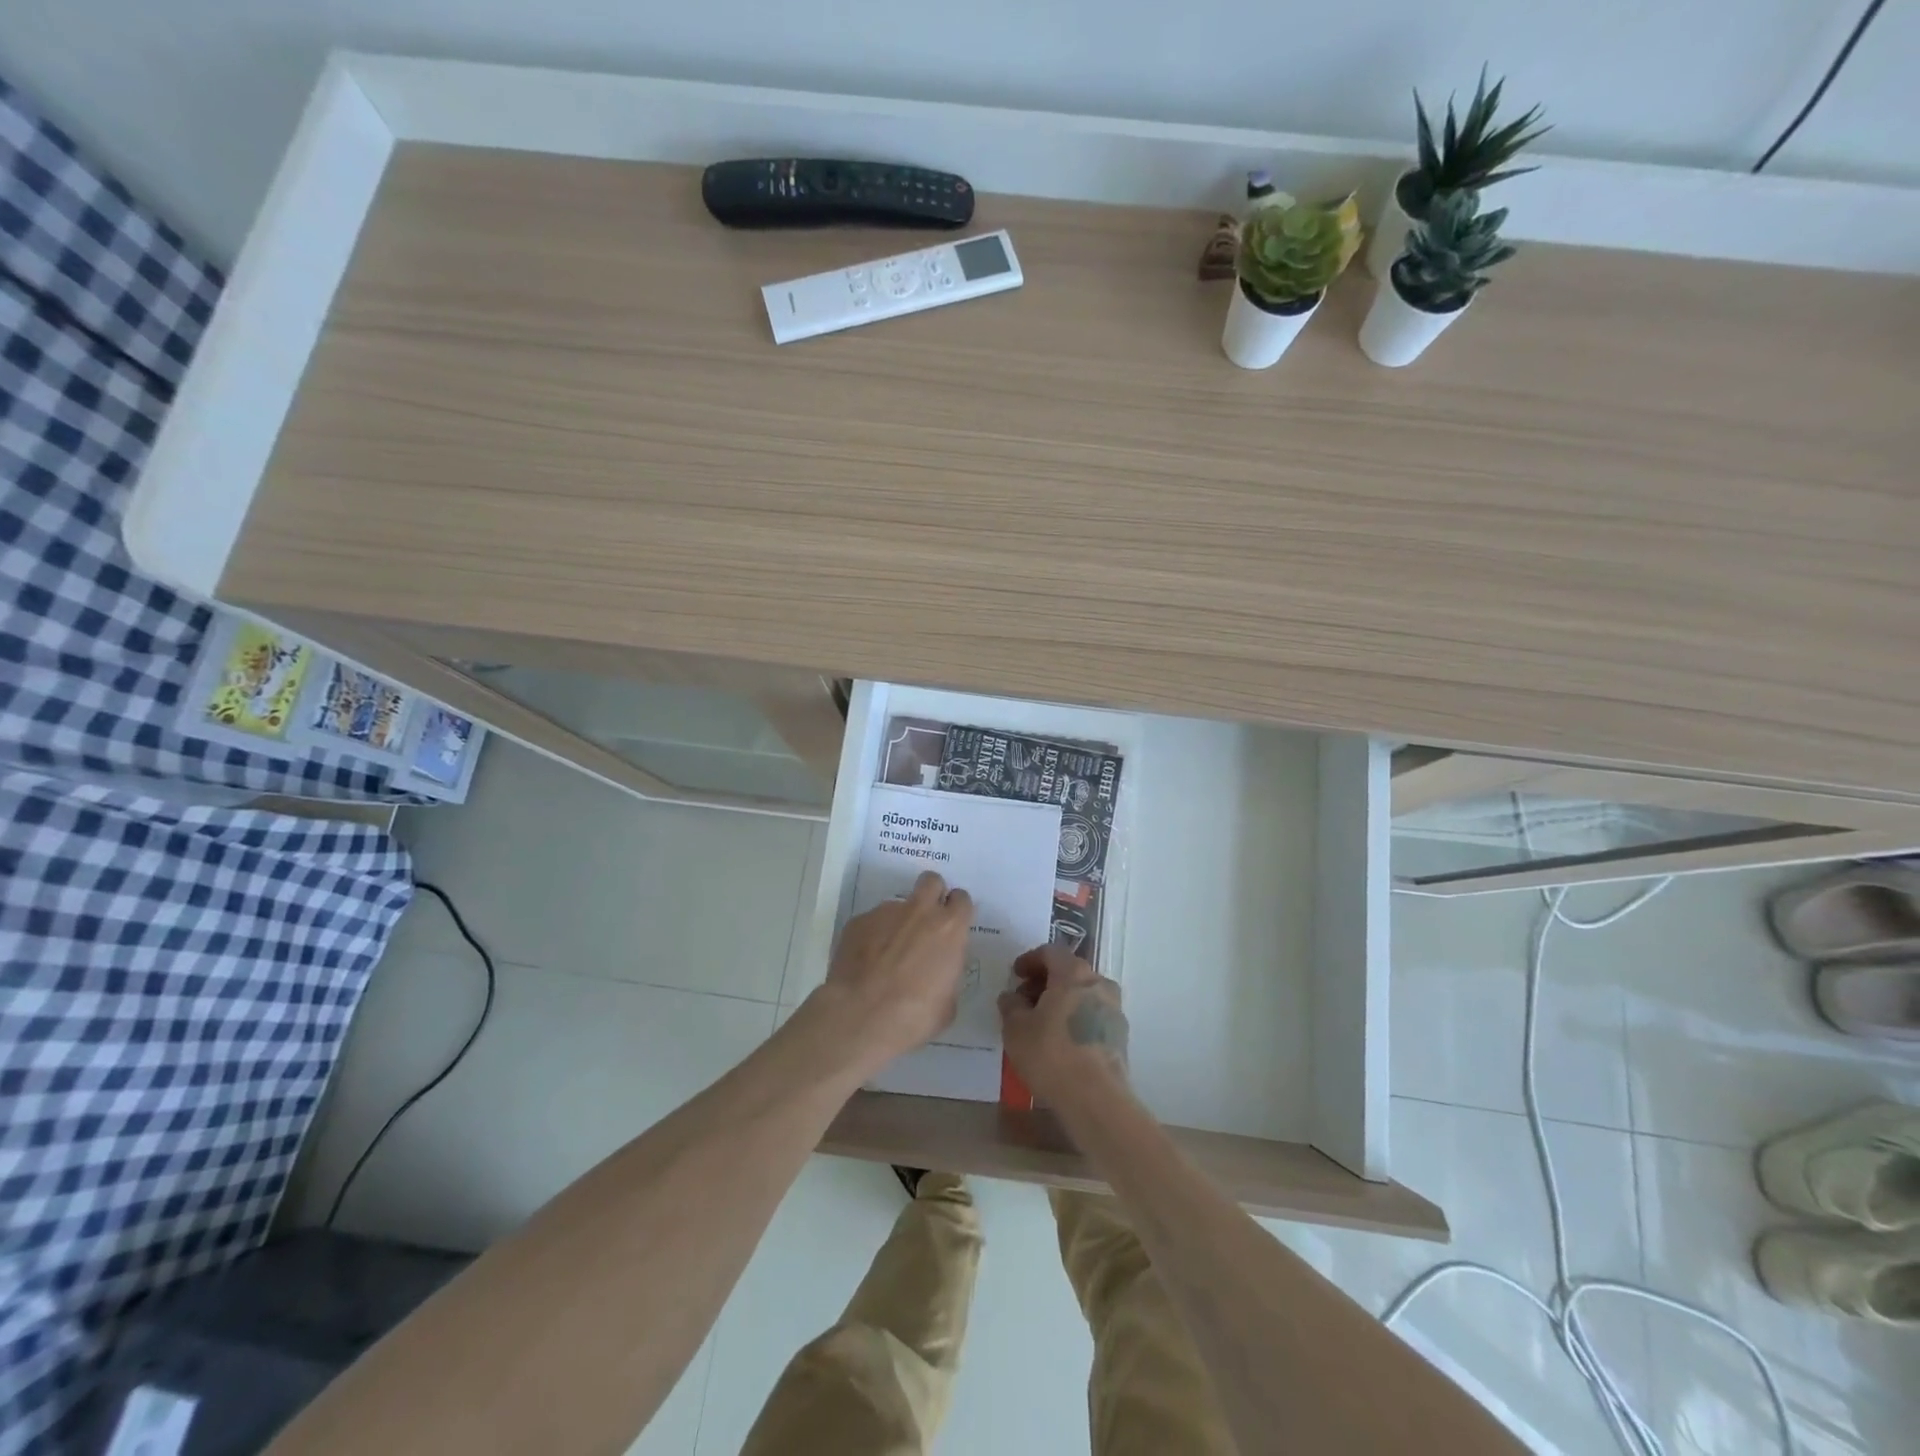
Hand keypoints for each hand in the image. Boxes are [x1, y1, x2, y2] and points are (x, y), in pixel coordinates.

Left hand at [814, 871, 973, 1074]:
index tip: (952, 925)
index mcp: (949, 928)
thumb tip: (939, 971)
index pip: (962, 899)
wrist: (861, 1017)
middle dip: (932, 894)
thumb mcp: (948, 1003)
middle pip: (931, 881)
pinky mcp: (858, 922)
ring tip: (887, 955)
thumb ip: (947, 974)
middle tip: (926, 921)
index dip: (957, 910)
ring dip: (898, 922)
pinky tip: (866, 963)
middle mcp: (919, 911)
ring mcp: (885, 912)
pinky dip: (872, 937)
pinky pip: (871, 922)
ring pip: (897, 905)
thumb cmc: (914, 1015)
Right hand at [998, 944, 1129, 1106]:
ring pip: (1083, 994)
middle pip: (1069, 971)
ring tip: (1041, 1022)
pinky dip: (1075, 1018)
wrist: (1096, 1098)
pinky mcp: (1120, 1035)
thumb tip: (1012, 997)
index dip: (1030, 960)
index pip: (1051, 952)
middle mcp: (1098, 983)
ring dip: (1061, 1000)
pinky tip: (1060, 1040)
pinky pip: (1092, 1015)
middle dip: (1045, 981)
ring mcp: (1114, 1009)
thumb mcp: (1016, 1028)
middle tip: (1025, 999)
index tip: (1015, 974)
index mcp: (1074, 973)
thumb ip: (1011, 1005)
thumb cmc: (1051, 1054)